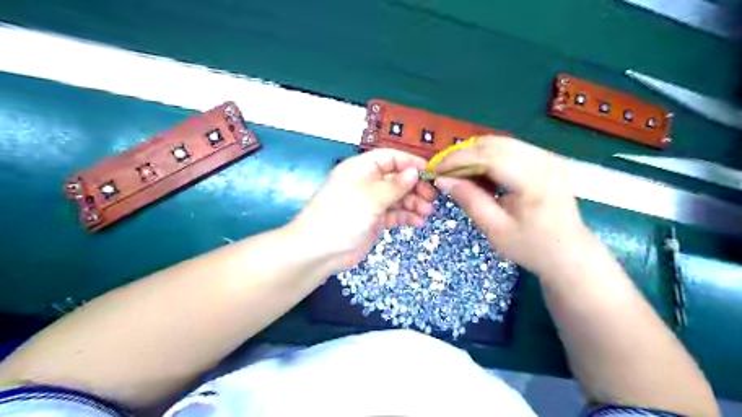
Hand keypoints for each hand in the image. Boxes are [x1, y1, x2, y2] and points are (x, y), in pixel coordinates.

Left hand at [292, 148, 435, 269]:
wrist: (321, 250)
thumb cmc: (343, 214)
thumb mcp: (371, 196)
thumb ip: (395, 185)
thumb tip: (414, 171)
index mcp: (361, 168)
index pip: (390, 158)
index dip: (410, 163)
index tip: (429, 172)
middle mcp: (367, 183)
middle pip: (396, 179)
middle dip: (414, 187)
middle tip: (431, 197)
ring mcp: (371, 203)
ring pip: (398, 198)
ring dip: (413, 203)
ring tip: (427, 212)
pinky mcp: (374, 221)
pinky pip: (394, 214)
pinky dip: (406, 217)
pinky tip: (418, 222)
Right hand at [433, 135, 587, 274]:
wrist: (570, 254)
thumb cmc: (532, 247)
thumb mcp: (495, 229)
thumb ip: (469, 200)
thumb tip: (443, 180)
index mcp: (533, 180)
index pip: (488, 156)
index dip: (457, 159)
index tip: (435, 169)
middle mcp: (543, 160)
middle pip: (494, 144)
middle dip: (464, 154)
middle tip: (444, 170)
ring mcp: (548, 157)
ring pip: (501, 143)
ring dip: (475, 154)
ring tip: (458, 172)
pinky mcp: (547, 160)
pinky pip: (511, 149)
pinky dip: (490, 157)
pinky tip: (480, 173)